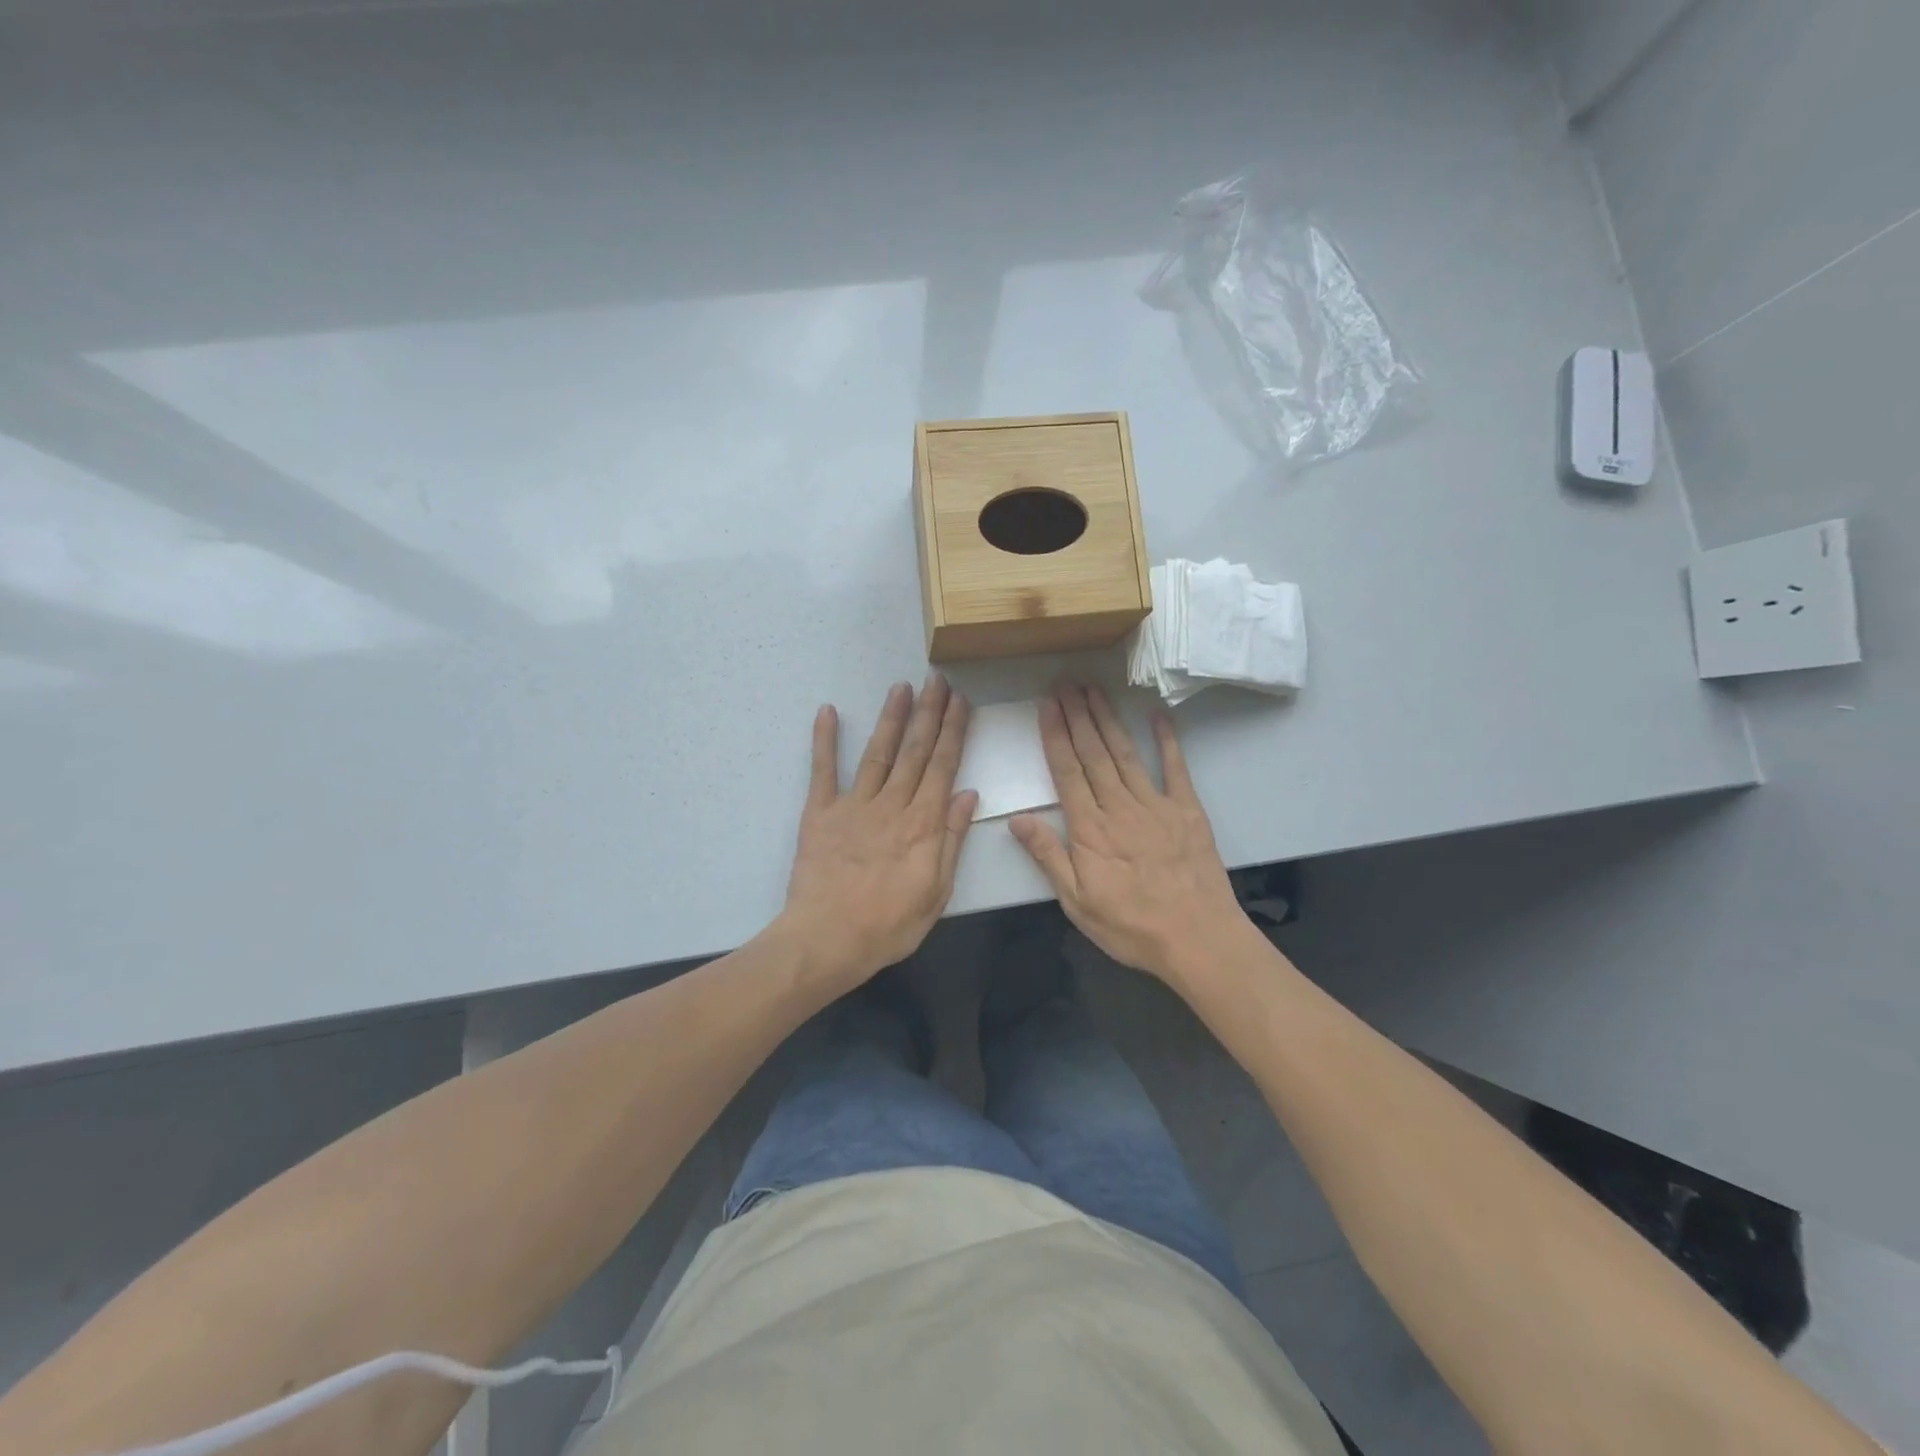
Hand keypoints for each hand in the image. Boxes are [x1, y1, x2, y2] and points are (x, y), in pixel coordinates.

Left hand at [778, 674, 976, 991]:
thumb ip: (951, 839)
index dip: (953, 732)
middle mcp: (892, 804)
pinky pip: (823, 771)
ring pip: (878, 753)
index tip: (961, 702)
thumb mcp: (936, 892)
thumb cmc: (888, 925)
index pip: (943, 767)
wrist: (827, 940)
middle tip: (938, 680)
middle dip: (929, 713)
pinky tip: (828, 712)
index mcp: (923, 824)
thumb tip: (967, 794)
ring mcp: (853, 805)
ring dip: (891, 718)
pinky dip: (825, 740)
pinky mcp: (820, 813)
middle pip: (914, 751)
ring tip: (902, 687)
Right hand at [1010, 685, 1247, 989]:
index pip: (1067, 772)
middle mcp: (1119, 807)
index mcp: (1090, 829)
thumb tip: (1017, 819)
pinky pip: (1175, 769)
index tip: (1047, 706)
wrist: (1197, 939)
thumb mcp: (1077, 902)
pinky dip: (1167, 741)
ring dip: (1108, 720)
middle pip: (1093, 754)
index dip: (1055, 736)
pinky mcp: (1187, 811)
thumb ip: (1048, 856)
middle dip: (1077, 717)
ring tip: (1093, 691)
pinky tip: (1158, 717)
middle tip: (1066, 684)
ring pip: (1125, 754)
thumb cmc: (1131, 926)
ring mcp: (1156, 805)